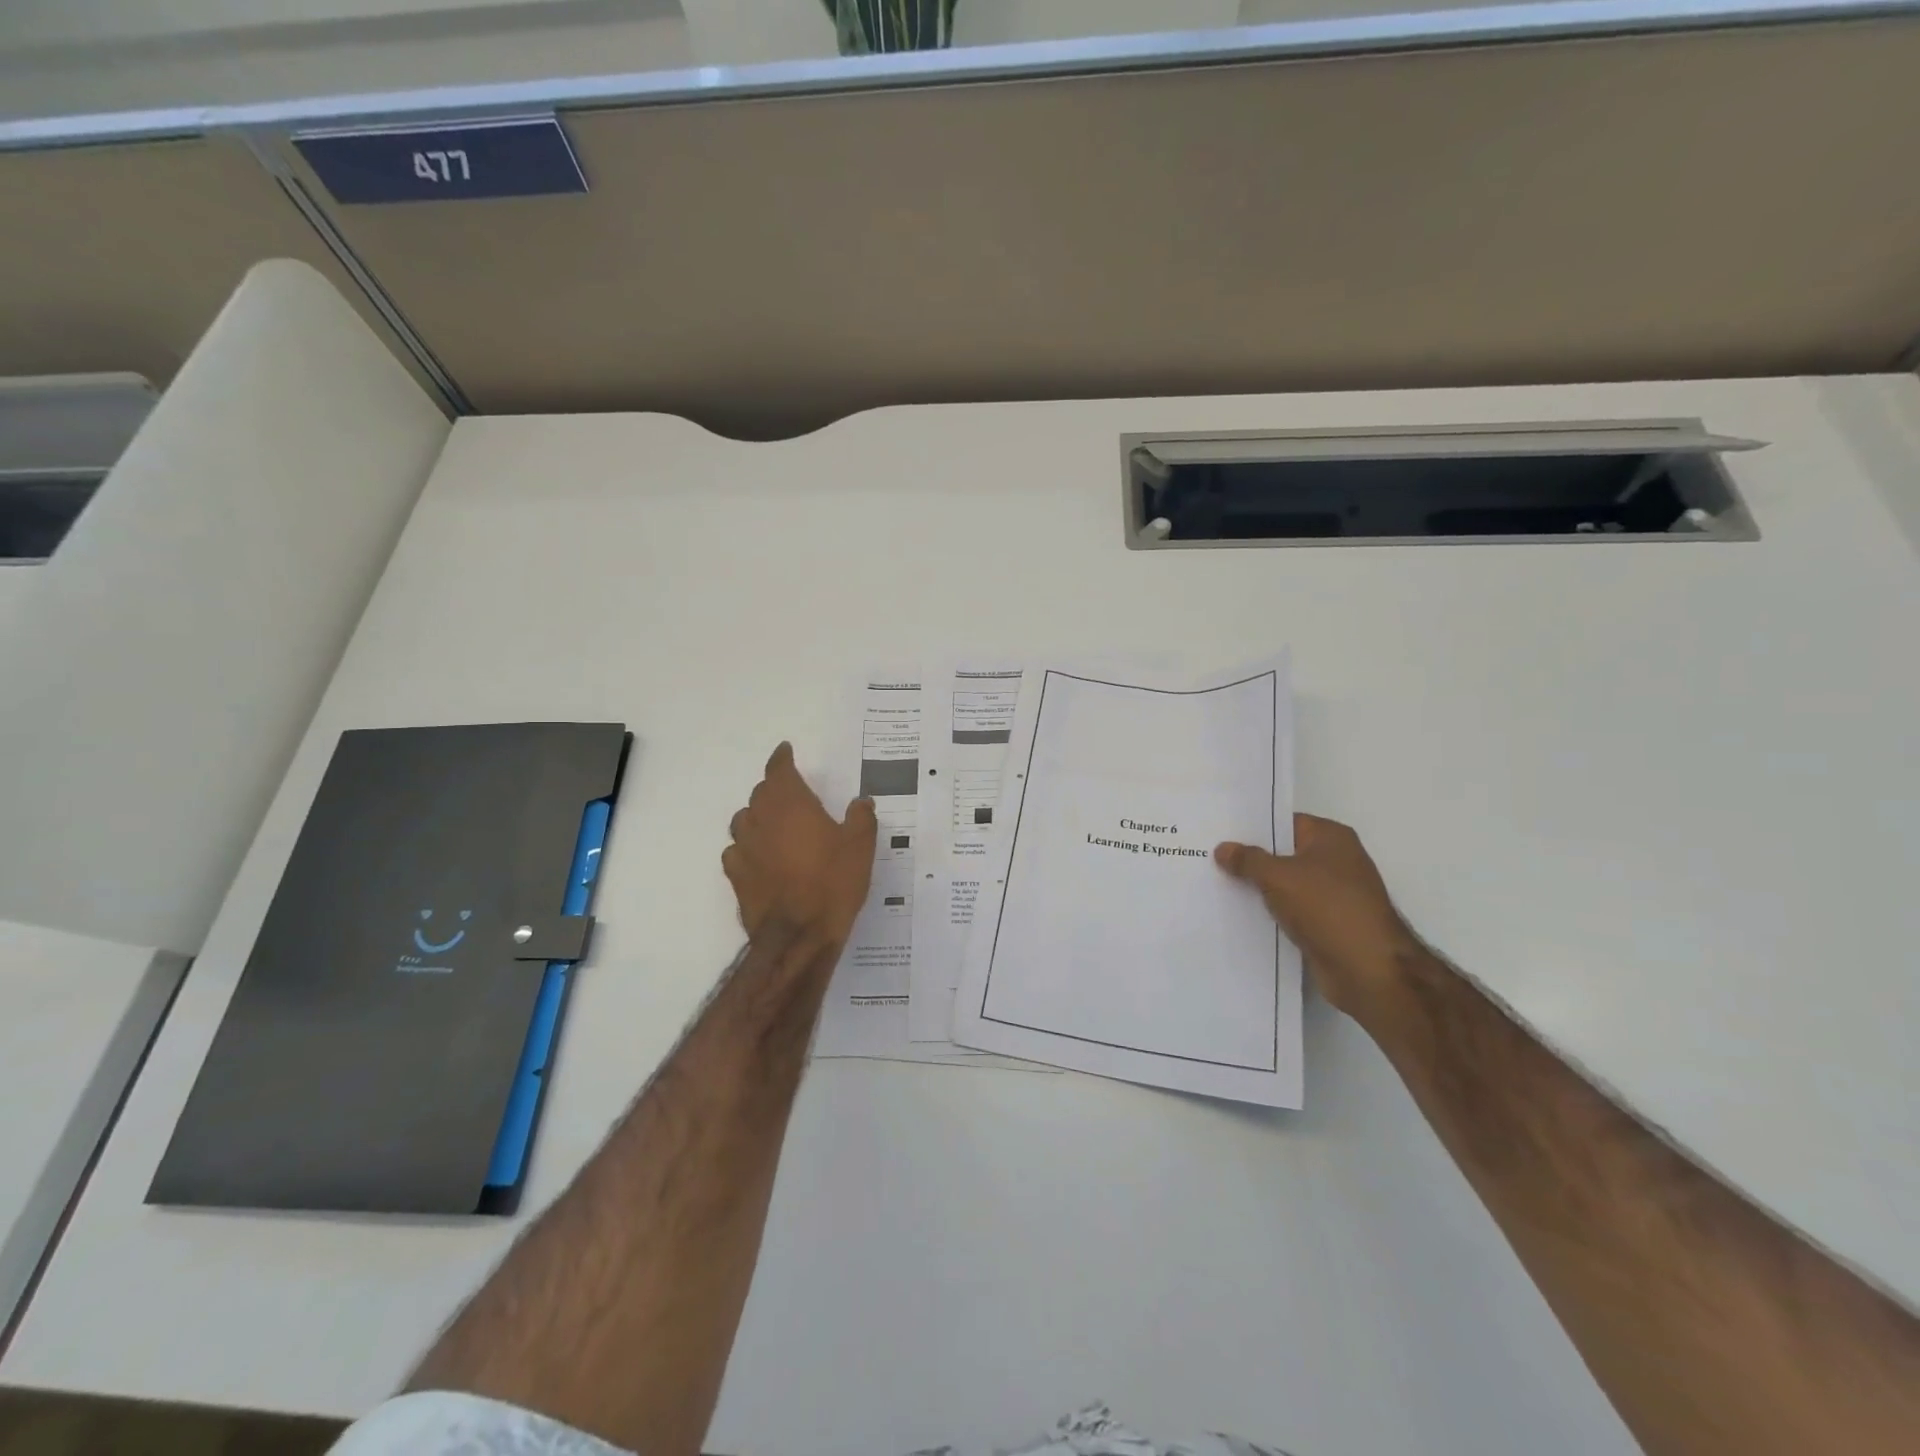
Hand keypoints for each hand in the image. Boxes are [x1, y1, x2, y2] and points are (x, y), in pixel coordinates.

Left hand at [723, 743, 876, 947]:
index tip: (785, 750)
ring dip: (758, 817)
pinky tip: (759, 858)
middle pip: (761, 794)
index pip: (779, 770)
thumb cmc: (833, 882)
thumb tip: (861, 801)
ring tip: (775, 826)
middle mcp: (761, 819)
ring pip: (744, 820)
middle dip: (774, 789)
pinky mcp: (735, 875)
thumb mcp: (861, 846)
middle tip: (791, 795)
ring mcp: (744, 847)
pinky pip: (736, 851)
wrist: (798, 933)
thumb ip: (861, 817)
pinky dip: (747, 848)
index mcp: (791, 804)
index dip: (781, 759)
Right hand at [1215, 814, 1421, 1021]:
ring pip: (1286, 885)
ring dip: (1259, 889)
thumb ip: (1248, 860)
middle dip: (1251, 859)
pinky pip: (1292, 911)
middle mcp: (1336, 861)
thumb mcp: (1278, 877)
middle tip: (1210, 859)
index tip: (1219, 833)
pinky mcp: (1329, 925)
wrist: (1368, 970)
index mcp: (1331, 838)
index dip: (1253, 828)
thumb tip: (1223, 848)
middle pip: (1284, 854)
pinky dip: (1271, 913)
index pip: (1285, 823)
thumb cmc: (1327, 908)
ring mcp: (1334, 895)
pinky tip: (1240, 915)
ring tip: (1217, 886)